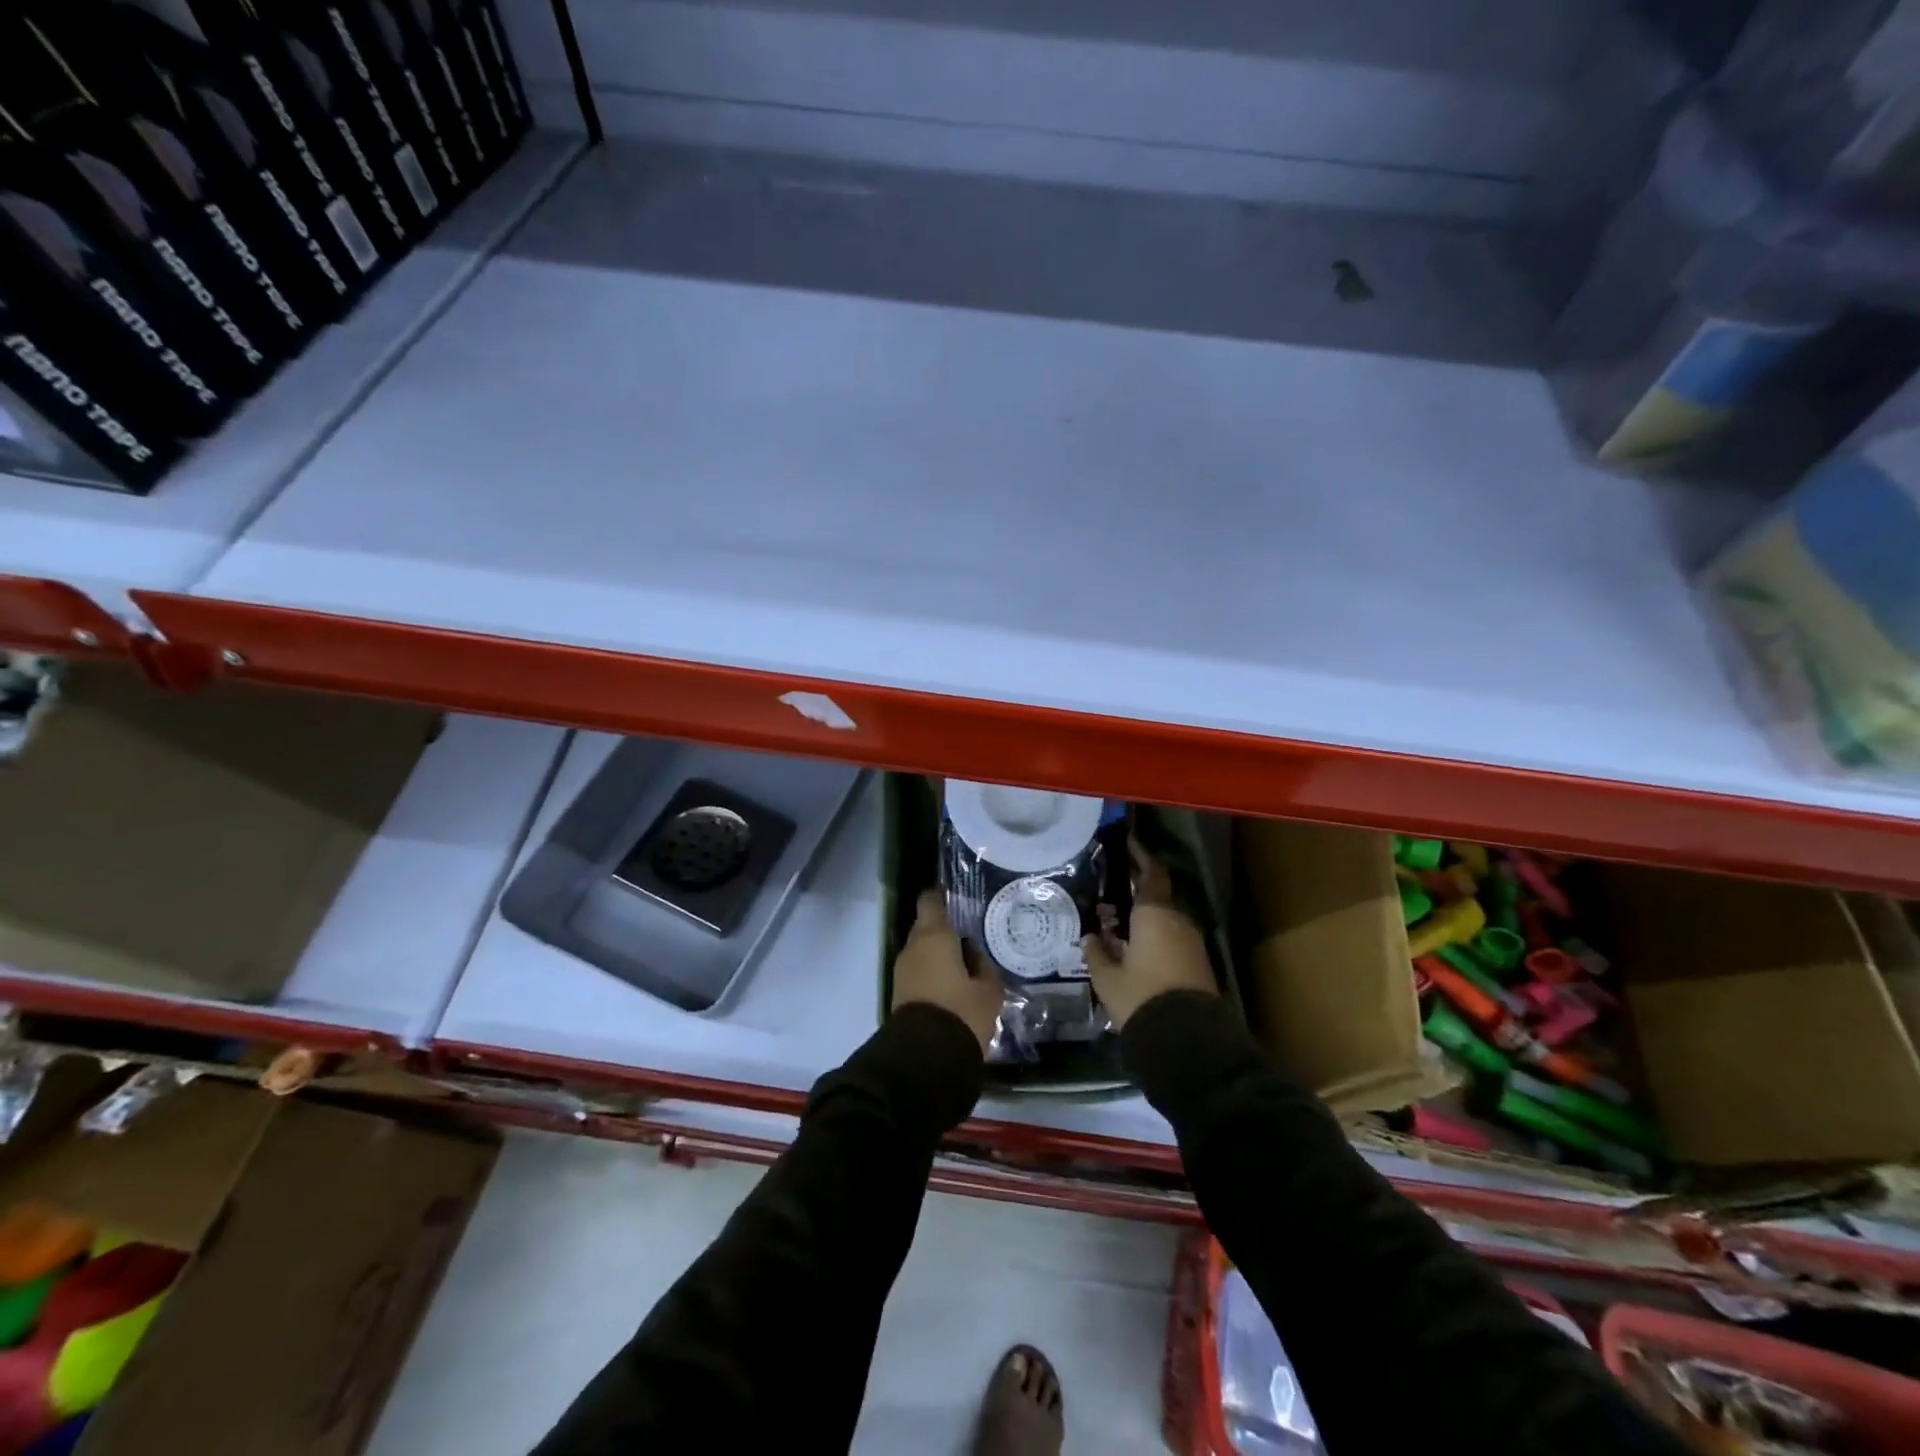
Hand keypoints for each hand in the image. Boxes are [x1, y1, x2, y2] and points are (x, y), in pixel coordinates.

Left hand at [893, 890, 1003, 1053]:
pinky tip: (955, 986)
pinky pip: (920, 972)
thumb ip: (983, 966)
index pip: (931, 900)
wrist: (925, 1059)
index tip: (960, 900)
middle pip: (928, 927)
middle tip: (973, 940)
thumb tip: (974, 955)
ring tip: (967, 967)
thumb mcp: (988, 990)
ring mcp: (902, 970)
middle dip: (947, 932)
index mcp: (934, 935)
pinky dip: (934, 973)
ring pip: (923, 951)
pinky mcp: (900, 993)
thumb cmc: (961, 1013)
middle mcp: (912, 947)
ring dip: (941, 955)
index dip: (944, 896)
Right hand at [1082, 841, 1216, 1029]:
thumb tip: (1090, 937)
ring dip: (1146, 916)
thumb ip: (1097, 953)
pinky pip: (1173, 938)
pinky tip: (1137, 948)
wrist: (1187, 1038)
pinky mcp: (1199, 963)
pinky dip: (1156, 935)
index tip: (1129, 843)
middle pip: (1159, 896)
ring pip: (1166, 918)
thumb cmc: (1141, 996)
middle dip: (1138, 891)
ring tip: (1120, 923)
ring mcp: (1192, 942)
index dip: (1141, 856)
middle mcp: (1177, 920)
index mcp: (1154, 913)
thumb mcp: (1107, 978)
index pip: (1151, 873)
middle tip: (1113, 891)